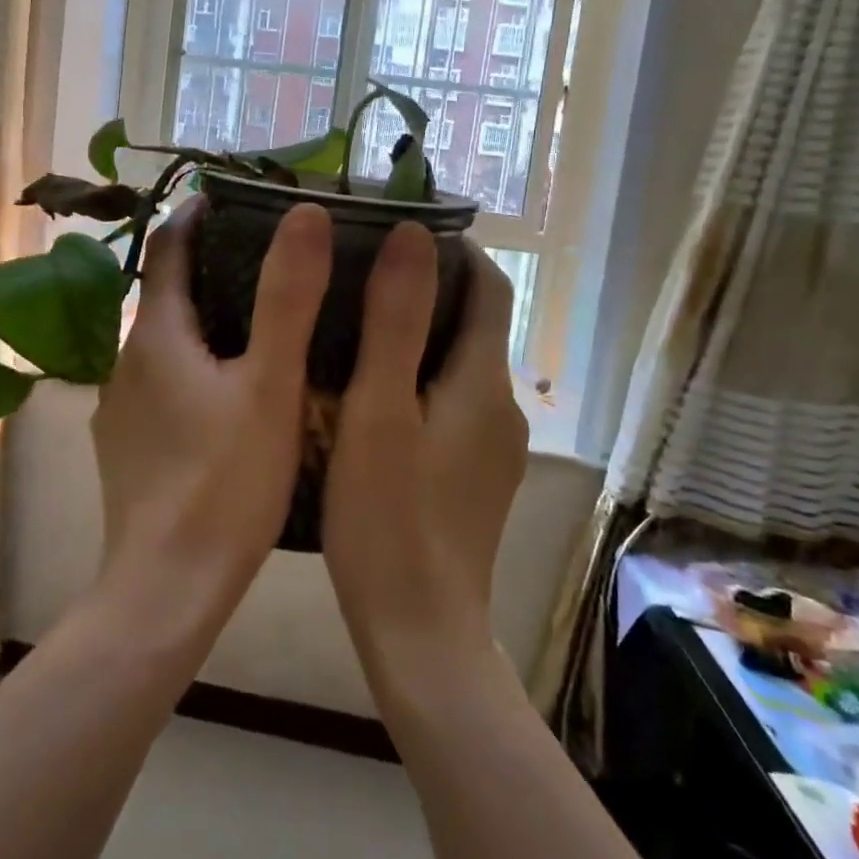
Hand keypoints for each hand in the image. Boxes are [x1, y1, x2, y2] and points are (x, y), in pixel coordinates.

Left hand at [91, 197, 331, 611]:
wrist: (167, 588)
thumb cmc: (225, 483)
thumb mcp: (271, 385)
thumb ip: (288, 297)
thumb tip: (305, 214)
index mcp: (155, 336)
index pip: (167, 248)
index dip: (199, 215)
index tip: (240, 200)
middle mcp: (125, 363)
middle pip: (169, 295)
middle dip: (214, 269)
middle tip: (276, 261)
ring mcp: (121, 409)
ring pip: (167, 345)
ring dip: (209, 323)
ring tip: (268, 323)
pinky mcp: (128, 448)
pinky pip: (164, 386)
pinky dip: (198, 369)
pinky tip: (236, 395)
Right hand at [322, 225, 527, 666]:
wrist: (420, 629)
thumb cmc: (387, 516)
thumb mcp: (379, 410)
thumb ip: (397, 320)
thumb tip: (414, 234)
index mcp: (483, 381)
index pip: (488, 287)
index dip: (453, 250)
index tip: (398, 229)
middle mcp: (502, 407)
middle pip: (475, 325)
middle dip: (429, 290)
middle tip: (360, 274)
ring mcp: (494, 449)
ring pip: (460, 369)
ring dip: (421, 338)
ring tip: (356, 329)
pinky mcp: (477, 480)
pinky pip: (453, 407)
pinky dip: (421, 383)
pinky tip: (373, 399)